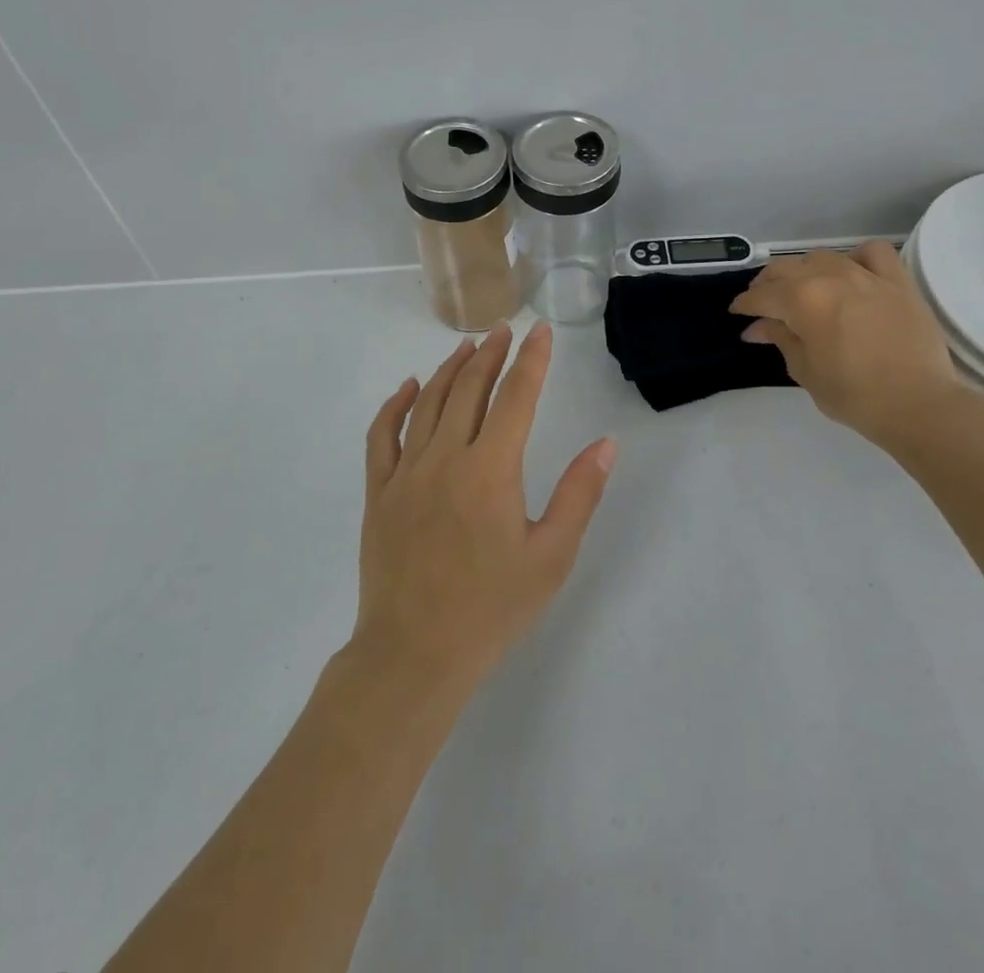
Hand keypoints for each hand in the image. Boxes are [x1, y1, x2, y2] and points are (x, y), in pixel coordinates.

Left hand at [352, 322, 617, 695]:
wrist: (413, 654)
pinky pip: (382, 435)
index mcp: (490, 470)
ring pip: (429, 403)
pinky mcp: (379, 492)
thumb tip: (605, 445)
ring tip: (468, 347)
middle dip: (491, 354)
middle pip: (470, 389)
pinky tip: (408, 387)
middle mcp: (445, 458)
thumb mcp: (550, 557)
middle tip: (505, 329)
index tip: (541, 332)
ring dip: (451, 370)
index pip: (516, 397)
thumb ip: (578, 495)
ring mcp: (406, 473)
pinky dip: (396, 405)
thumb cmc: (490, 610)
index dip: (532, 360)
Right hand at [730, 241, 966, 450]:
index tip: (738, 314)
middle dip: (767, 285)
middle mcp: (830, 278)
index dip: (744, 305)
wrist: (918, 404)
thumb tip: (757, 327)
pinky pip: (873, 253)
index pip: (761, 296)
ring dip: (804, 271)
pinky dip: (857, 257)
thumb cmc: (854, 395)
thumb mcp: (805, 370)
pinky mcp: (898, 281)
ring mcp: (866, 275)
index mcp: (801, 301)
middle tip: (762, 303)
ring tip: (803, 288)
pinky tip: (852, 272)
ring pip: (822, 258)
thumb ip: (780, 339)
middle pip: (786, 270)